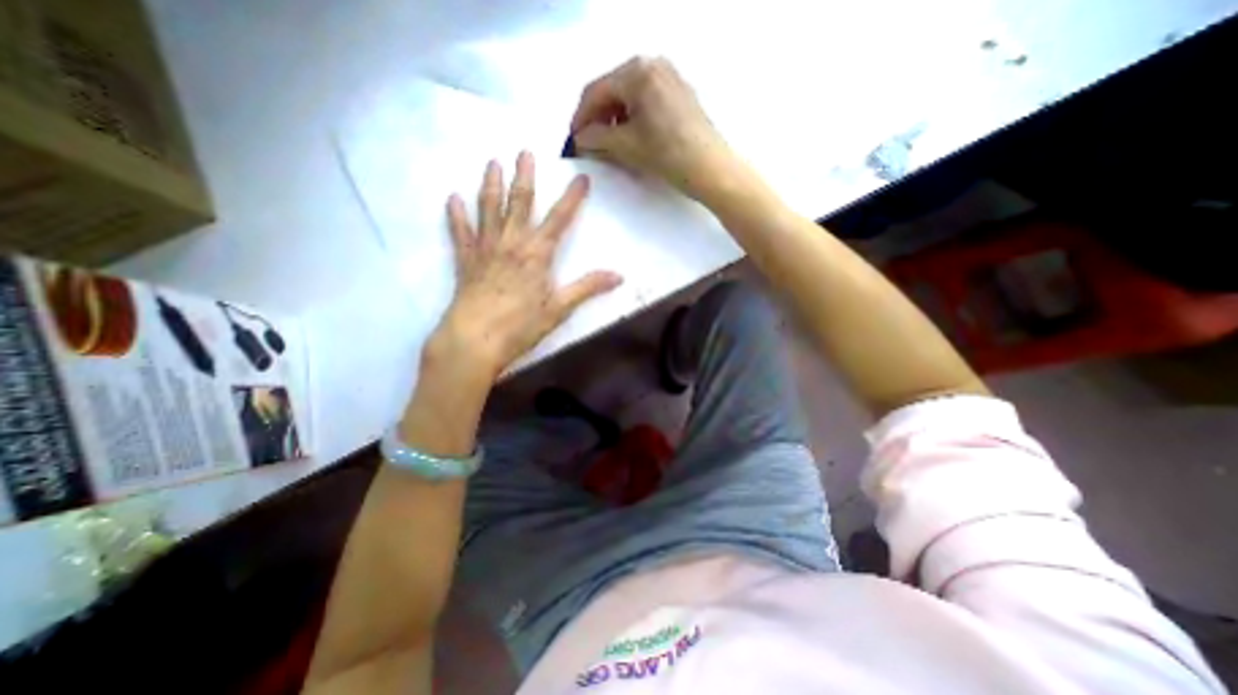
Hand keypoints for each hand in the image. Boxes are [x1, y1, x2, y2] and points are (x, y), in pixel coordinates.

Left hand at [431, 152, 623, 382]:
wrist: (476, 339)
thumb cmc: (521, 325)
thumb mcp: (560, 309)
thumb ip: (588, 288)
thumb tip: (619, 276)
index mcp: (537, 253)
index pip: (560, 219)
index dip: (572, 197)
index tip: (581, 177)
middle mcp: (511, 242)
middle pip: (519, 203)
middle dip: (525, 177)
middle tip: (524, 152)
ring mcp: (486, 248)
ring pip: (488, 209)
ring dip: (491, 184)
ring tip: (492, 162)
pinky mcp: (466, 260)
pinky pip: (460, 232)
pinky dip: (455, 215)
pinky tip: (452, 198)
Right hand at [570, 57, 733, 199]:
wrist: (712, 169)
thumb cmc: (668, 155)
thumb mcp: (626, 146)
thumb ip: (596, 138)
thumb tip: (579, 138)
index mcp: (638, 71)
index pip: (596, 91)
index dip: (580, 118)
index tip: (573, 140)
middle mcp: (654, 64)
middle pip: (613, 91)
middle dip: (598, 119)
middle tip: (590, 145)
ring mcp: (670, 78)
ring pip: (630, 97)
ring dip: (614, 121)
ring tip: (609, 146)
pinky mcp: (680, 95)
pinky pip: (646, 102)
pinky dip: (633, 120)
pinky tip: (630, 139)